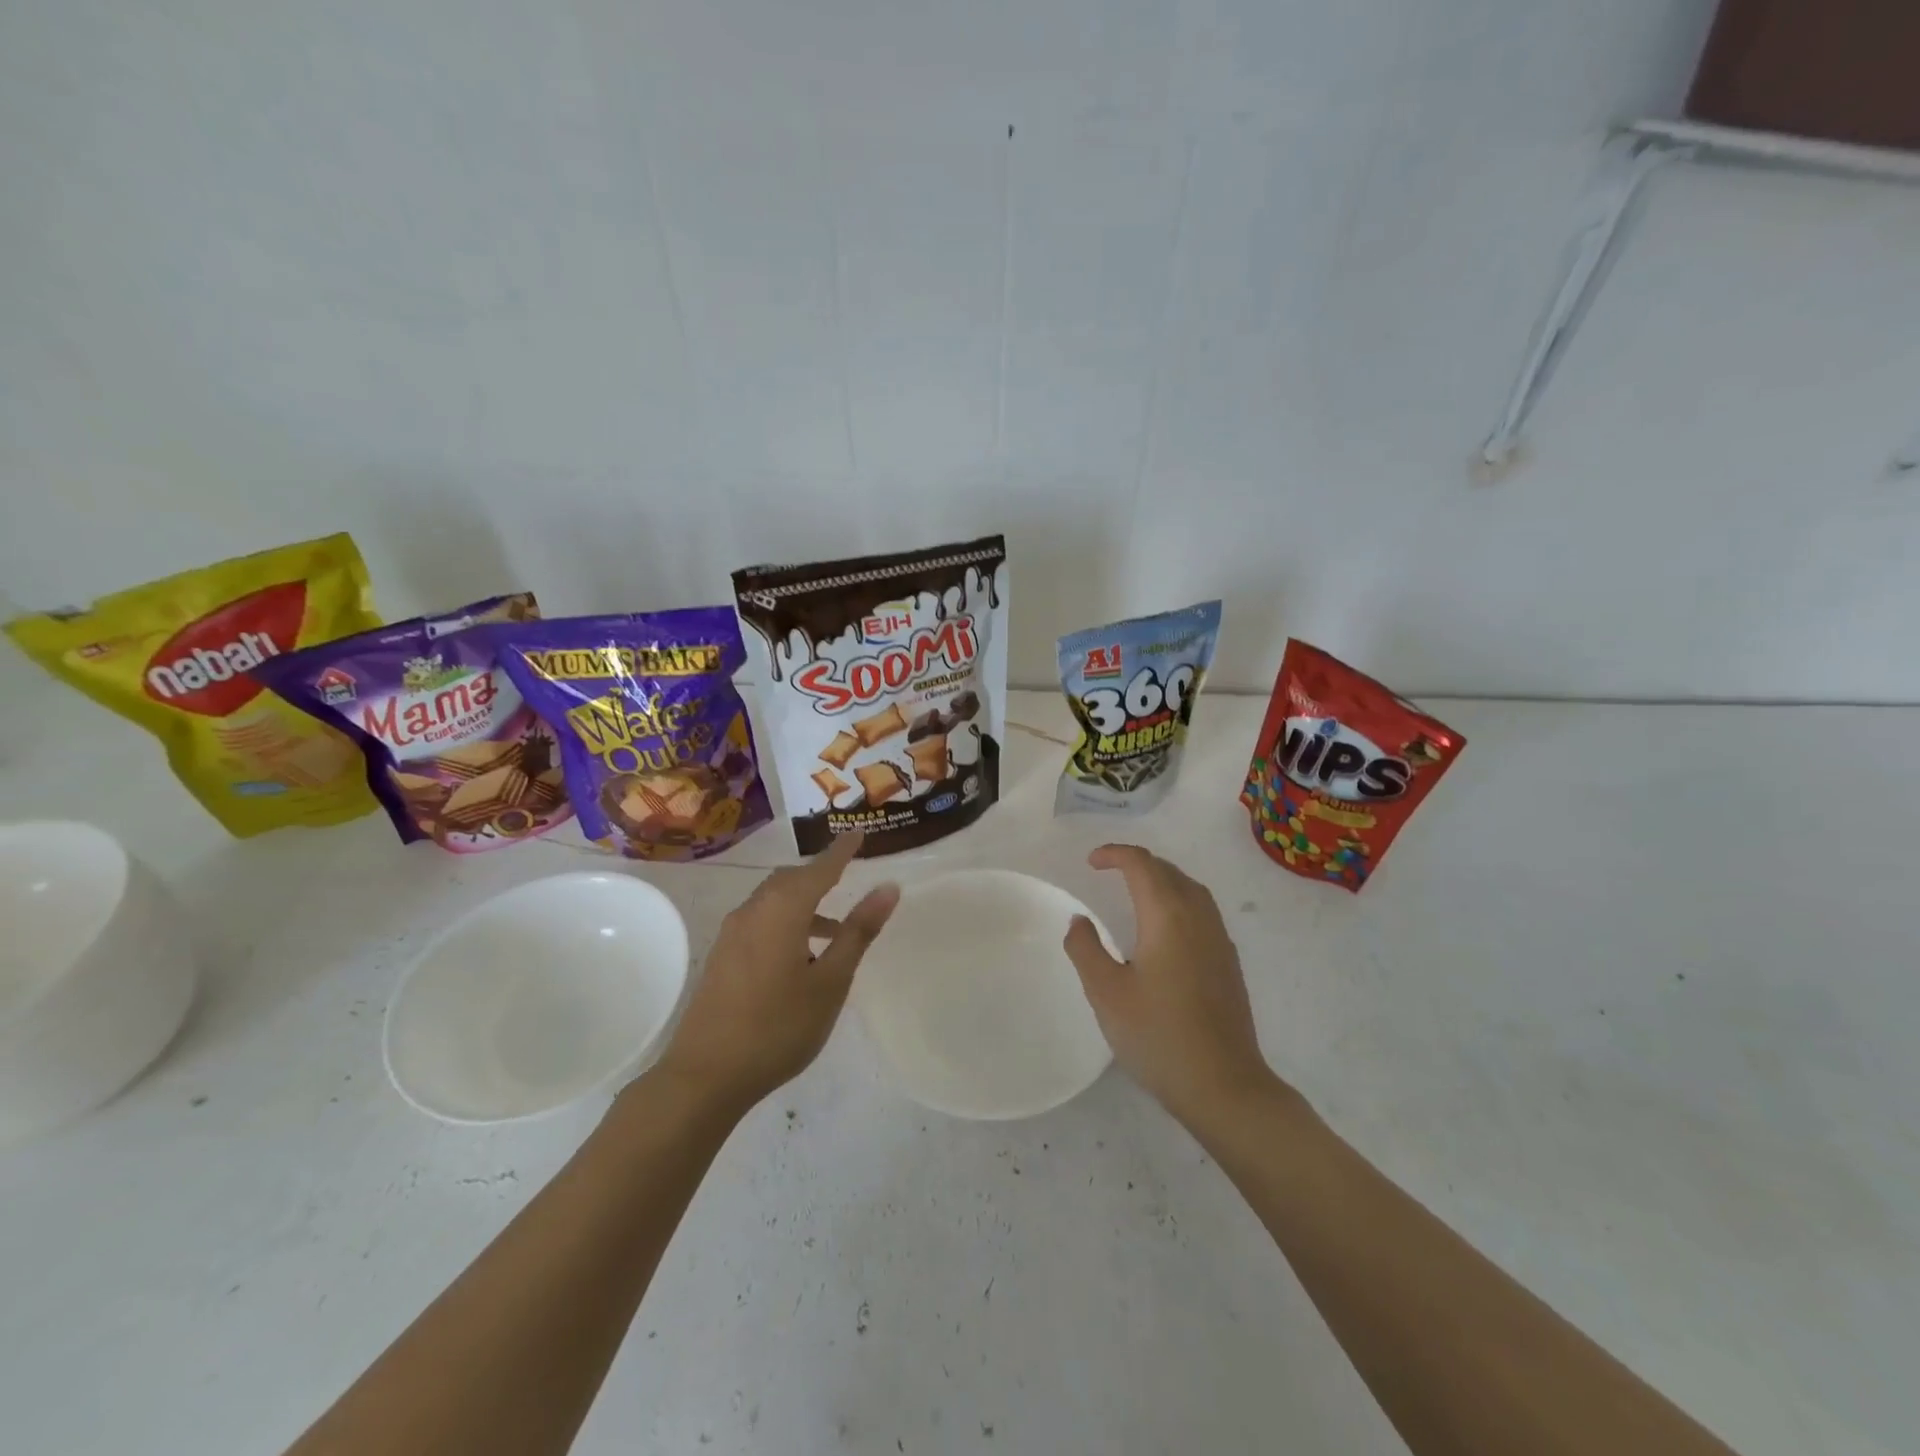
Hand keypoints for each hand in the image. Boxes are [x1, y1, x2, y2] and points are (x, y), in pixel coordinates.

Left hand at [656, 832, 898, 1117]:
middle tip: (849, 875)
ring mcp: (733, 933)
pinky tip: (801, 956)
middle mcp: (754, 910)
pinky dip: (787, 921)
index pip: (821, 868)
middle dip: (821, 875)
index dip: (842, 851)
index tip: (859, 833)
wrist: (705, 1076)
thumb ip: (858, 932)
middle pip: (793, 880)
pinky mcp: (723, 955)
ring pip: (775, 901)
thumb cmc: (778, 1027)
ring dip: (805, 904)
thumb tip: (888, 888)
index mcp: (783, 909)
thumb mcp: (830, 981)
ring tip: (836, 929)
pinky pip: (761, 921)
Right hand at [1063, 844, 1274, 1127]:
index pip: (1142, 865)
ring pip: (1191, 889)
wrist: (1224, 1086)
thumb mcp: (1106, 993)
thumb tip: (1080, 920)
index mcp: (1168, 916)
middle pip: (1169, 871)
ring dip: (1162, 879)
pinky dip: (1178, 900)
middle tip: (1108, 871)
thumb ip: (1086, 949)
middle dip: (1138, 863)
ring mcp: (1219, 940)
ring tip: (1135, 890)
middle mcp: (1199, 918)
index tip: (1091, 862)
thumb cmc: (1158, 1036)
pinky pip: (1203, 911)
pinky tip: (1165, 929)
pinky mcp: (1228, 963)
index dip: (1115, 854)